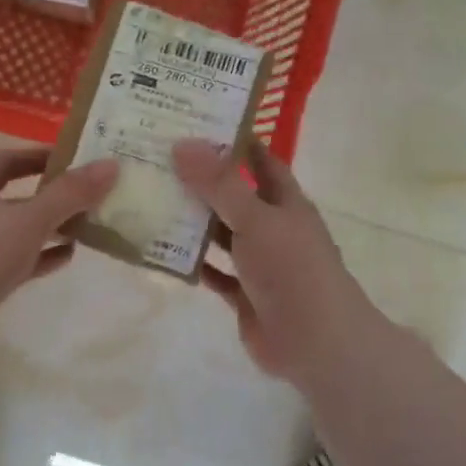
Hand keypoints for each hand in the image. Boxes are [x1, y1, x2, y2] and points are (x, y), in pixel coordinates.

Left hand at [0, 147, 119, 358]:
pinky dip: (41, 257)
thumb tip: (111, 166)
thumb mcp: (30, 217)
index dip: (38, 156)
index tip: (72, 158)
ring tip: (87, 224)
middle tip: (87, 193)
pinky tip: (68, 256)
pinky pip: (16, 261)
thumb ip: (70, 194)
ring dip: (48, 227)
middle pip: (14, 196)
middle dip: (50, 194)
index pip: (6, 159)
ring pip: (17, 231)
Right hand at [172, 139, 379, 384]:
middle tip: (156, 159)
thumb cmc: (293, 270)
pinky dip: (192, 262)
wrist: (316, 342)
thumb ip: (220, 184)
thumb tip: (183, 143)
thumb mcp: (256, 219)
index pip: (259, 159)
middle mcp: (272, 227)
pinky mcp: (244, 294)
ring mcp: (258, 262)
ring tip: (149, 198)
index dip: (233, 140)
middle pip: (233, 195)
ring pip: (220, 234)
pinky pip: (213, 271)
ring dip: (192, 220)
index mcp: (285, 202)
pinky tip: (161, 249)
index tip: (193, 122)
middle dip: (200, 179)